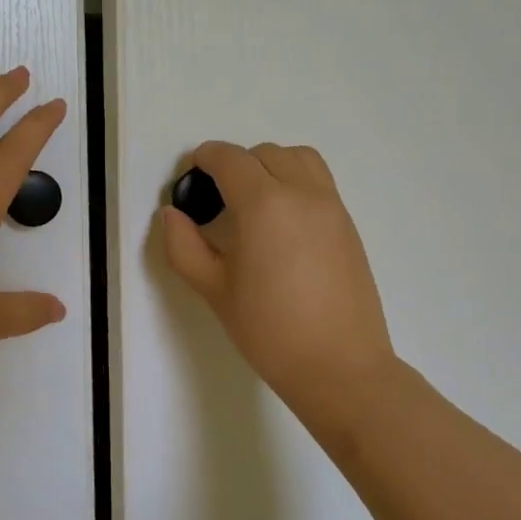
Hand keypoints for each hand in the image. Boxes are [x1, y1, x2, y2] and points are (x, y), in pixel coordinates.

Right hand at [160, 141, 394, 441]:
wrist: (339, 366)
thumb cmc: (269, 331)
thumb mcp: (214, 290)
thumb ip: (184, 246)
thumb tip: (172, 214)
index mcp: (264, 204)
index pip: (229, 159)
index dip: (204, 159)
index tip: (190, 177)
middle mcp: (302, 193)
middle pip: (264, 154)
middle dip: (236, 165)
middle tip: (218, 199)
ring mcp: (331, 206)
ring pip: (298, 158)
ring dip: (271, 166)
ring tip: (255, 202)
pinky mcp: (348, 224)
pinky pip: (319, 182)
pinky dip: (296, 182)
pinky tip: (282, 224)